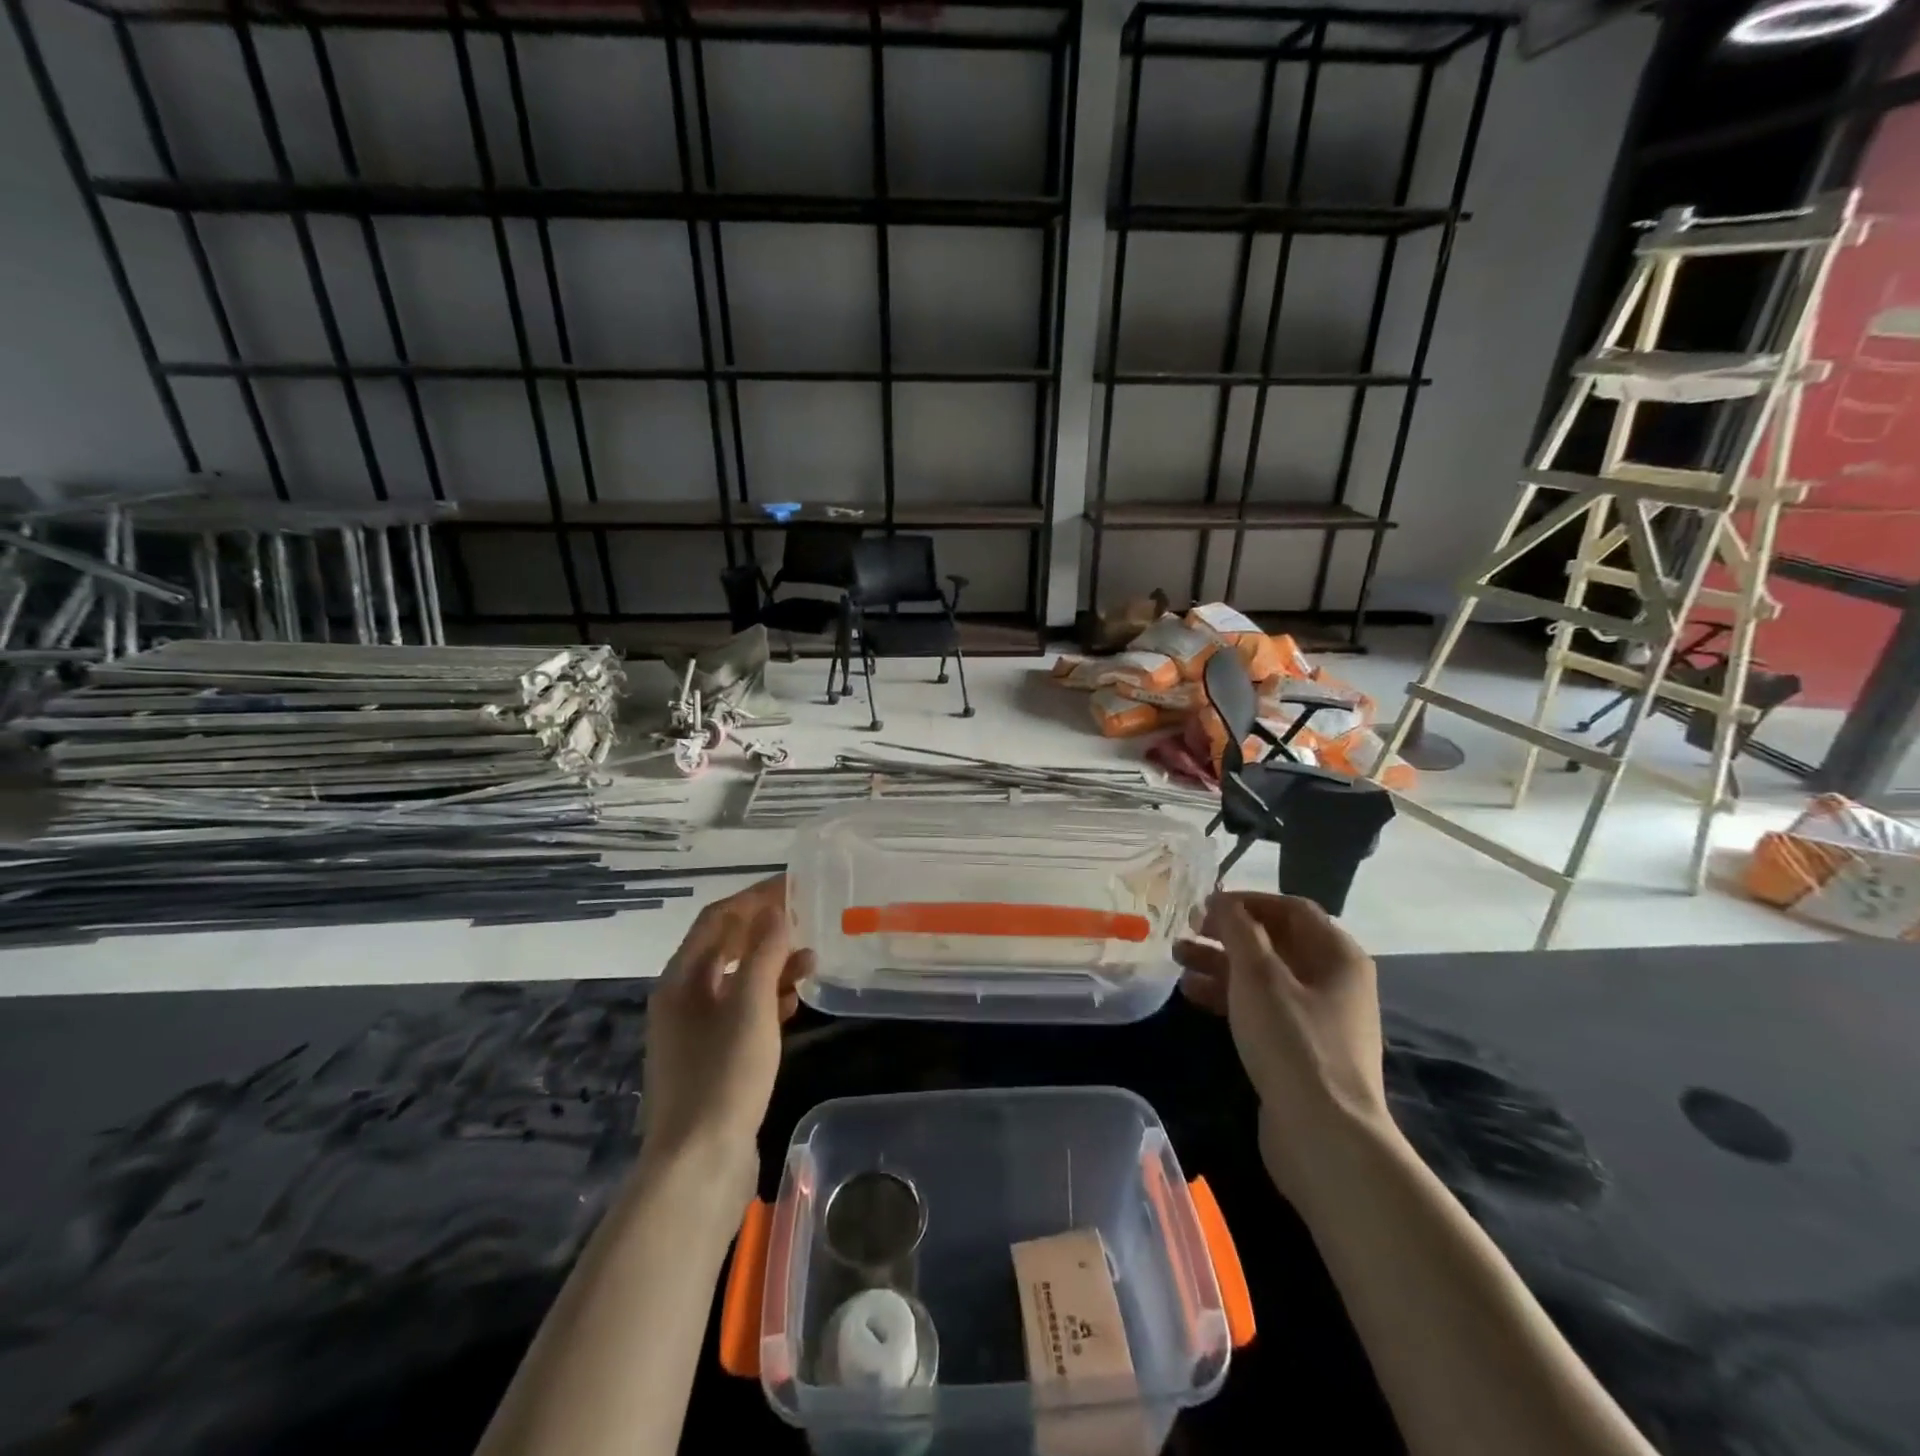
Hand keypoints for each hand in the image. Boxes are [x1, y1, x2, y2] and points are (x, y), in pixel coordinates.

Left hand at [641, 876, 812, 1182]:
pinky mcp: (711, 1059)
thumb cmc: (724, 1075)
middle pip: (724, 947)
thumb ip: (764, 953)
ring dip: (770, 965)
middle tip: (806, 917)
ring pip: (735, 981)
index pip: (717, 918)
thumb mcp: (750, 1006)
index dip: (755, 897)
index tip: (795, 885)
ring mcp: (694, 1032)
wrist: (699, 1165)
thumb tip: (776, 910)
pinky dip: (767, 999)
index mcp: (681, 979)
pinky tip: (795, 1002)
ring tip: (812, 959)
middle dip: (765, 929)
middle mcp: (681, 999)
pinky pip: (740, 1013)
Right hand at [1175, 892, 1393, 1198]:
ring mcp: (1317, 1017)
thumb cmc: (1293, 1041)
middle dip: (1226, 933)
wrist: (1324, 1135)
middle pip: (1274, 941)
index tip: (1204, 904)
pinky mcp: (1299, 1047)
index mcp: (1337, 954)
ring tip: (1177, 958)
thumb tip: (1223, 900)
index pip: (1290, 908)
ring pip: (1262, 975)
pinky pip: (1260, 1006)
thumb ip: (1238, 929)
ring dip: (1220, 962)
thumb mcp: (1259, 975)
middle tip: (1185, 930)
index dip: (1246, 901)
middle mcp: (1333, 980)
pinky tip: (1190, 994)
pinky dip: (1228, 995)